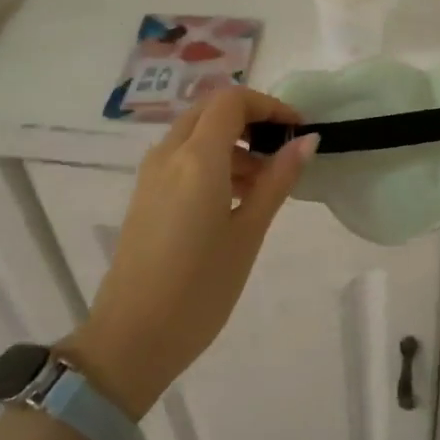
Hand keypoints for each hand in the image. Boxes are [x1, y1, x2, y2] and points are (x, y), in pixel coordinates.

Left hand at [64, 88, 318, 415]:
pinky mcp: (145, 196)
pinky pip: (181, 158)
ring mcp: (151, 175)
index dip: (269, 106)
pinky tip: (234, 199)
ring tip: (265, 184)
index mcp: (196, 159)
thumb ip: (278, 180)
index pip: (231, 101)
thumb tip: (307, 141)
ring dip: (232, 142)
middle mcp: (168, 155)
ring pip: (195, 134)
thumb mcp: (248, 233)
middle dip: (250, 120)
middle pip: (210, 111)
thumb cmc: (200, 288)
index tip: (297, 130)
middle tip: (282, 150)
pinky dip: (212, 161)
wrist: (132, 338)